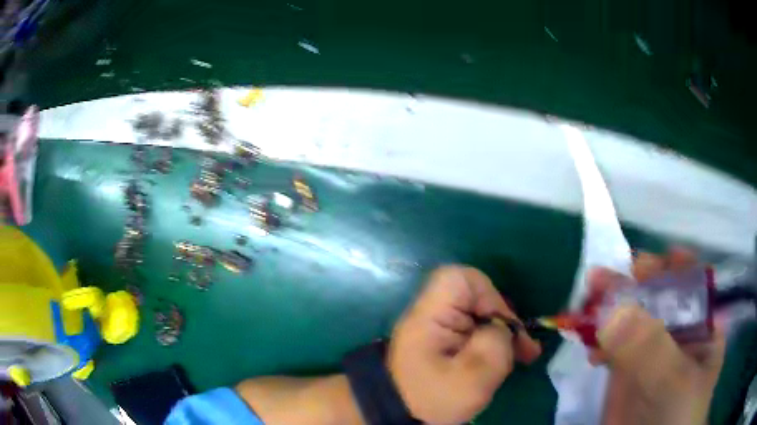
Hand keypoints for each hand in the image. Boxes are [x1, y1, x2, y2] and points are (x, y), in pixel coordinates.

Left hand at [387, 266, 541, 423]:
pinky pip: (477, 331)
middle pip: (476, 298)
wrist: (402, 415)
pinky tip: (509, 359)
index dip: (488, 294)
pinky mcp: (446, 342)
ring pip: (481, 316)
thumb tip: (503, 327)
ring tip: (523, 356)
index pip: (460, 279)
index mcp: (431, 316)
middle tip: (523, 347)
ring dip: (504, 334)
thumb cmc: (434, 399)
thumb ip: (494, 344)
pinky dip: (495, 343)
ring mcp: (440, 328)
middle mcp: (434, 314)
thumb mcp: (471, 378)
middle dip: (504, 320)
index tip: (502, 325)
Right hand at [588, 249, 724, 424]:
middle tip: (602, 277)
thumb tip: (611, 311)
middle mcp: (678, 332)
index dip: (671, 266)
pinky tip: (587, 340)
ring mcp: (651, 353)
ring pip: (631, 318)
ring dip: (609, 306)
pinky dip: (598, 338)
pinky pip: (612, 345)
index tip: (645, 262)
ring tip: (587, 299)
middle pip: (657, 296)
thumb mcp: (674, 380)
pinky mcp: (626, 372)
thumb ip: (651, 347)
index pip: (691, 283)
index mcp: (702, 325)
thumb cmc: (677, 416)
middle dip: (632, 283)